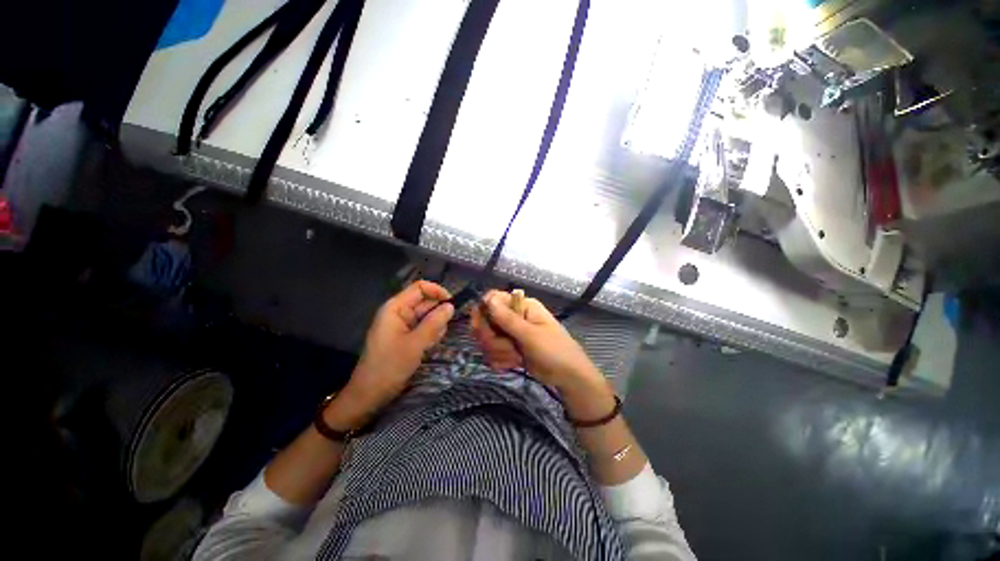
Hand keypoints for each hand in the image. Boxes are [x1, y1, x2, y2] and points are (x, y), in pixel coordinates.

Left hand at [331, 281, 453, 427]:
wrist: (370, 394)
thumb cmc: (390, 366)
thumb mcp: (415, 344)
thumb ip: (434, 323)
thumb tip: (451, 306)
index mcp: (395, 308)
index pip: (420, 288)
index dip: (437, 291)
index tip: (452, 304)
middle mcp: (399, 312)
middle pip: (425, 302)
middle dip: (437, 313)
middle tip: (441, 331)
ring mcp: (402, 324)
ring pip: (427, 316)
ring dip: (435, 326)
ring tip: (430, 343)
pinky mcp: (405, 336)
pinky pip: (423, 328)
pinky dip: (430, 334)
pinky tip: (428, 347)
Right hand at [472, 290, 605, 395]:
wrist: (567, 377)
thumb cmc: (554, 351)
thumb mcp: (531, 335)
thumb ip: (507, 319)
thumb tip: (488, 299)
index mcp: (522, 305)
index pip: (493, 299)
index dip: (484, 312)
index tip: (483, 327)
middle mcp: (514, 316)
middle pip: (485, 320)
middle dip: (492, 338)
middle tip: (506, 347)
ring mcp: (510, 333)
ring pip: (487, 339)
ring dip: (499, 352)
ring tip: (516, 357)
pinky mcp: (509, 348)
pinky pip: (492, 352)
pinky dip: (501, 360)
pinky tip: (514, 364)